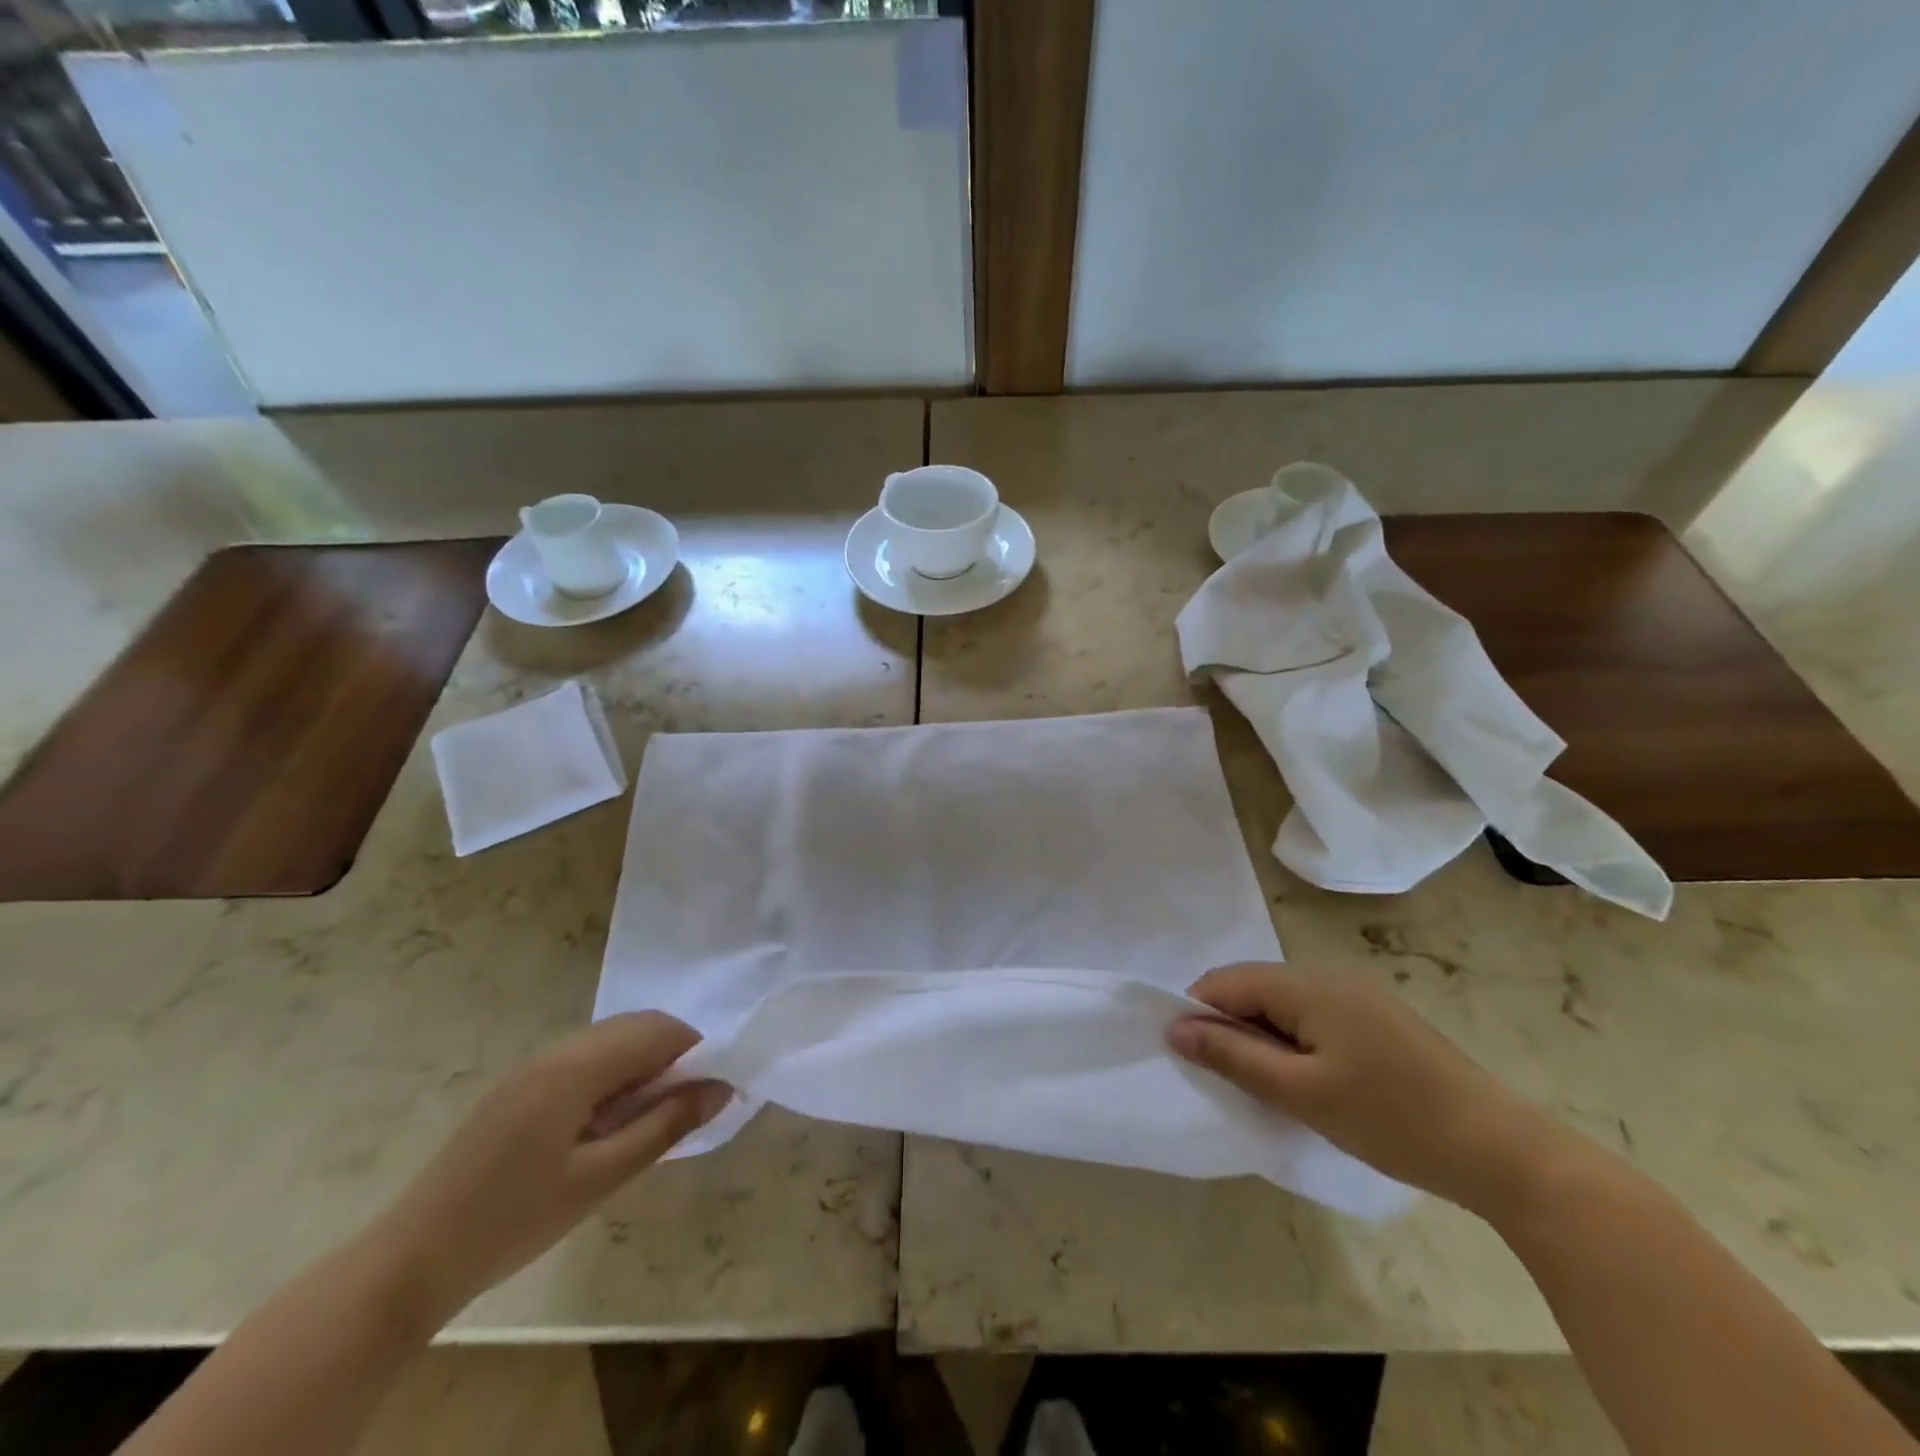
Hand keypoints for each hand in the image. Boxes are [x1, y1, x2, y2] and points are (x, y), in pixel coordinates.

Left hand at [371, 1013, 730, 1319]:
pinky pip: (584, 1059)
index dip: (696, 1051)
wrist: (411, 1260)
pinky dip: (614, 1075)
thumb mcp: (600, 1178)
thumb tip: (721, 1089)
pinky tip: (610, 1122)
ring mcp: (533, 1066)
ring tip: (651, 1117)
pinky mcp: (519, 1086)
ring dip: (644, 1064)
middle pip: (635, 1026)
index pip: (658, 1031)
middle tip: (687, 1105)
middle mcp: (556, 1050)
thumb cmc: (514, 1220)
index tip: (715, 1089)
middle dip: (673, 1054)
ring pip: (611, 1040)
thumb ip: (665, 1126)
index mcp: (576, 1066)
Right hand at [1168, 963, 1561, 1214]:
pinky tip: (1302, 1080)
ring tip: (1260, 1083)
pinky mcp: (1378, 1021)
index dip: (1197, 1011)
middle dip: (1227, 1024)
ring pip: (1283, 1003)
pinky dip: (1291, 1041)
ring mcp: (1359, 998)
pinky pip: (1313, 1017)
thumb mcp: (1301, 1093)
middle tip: (1223, 1076)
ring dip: (1259, 1035)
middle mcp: (1330, 978)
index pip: (1228, 981)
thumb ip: (1233, 1055)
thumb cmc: (1391, 1119)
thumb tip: (1175, 1028)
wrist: (1501, 1150)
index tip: (1186, 1055)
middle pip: (1255, 987)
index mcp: (1309, 986)